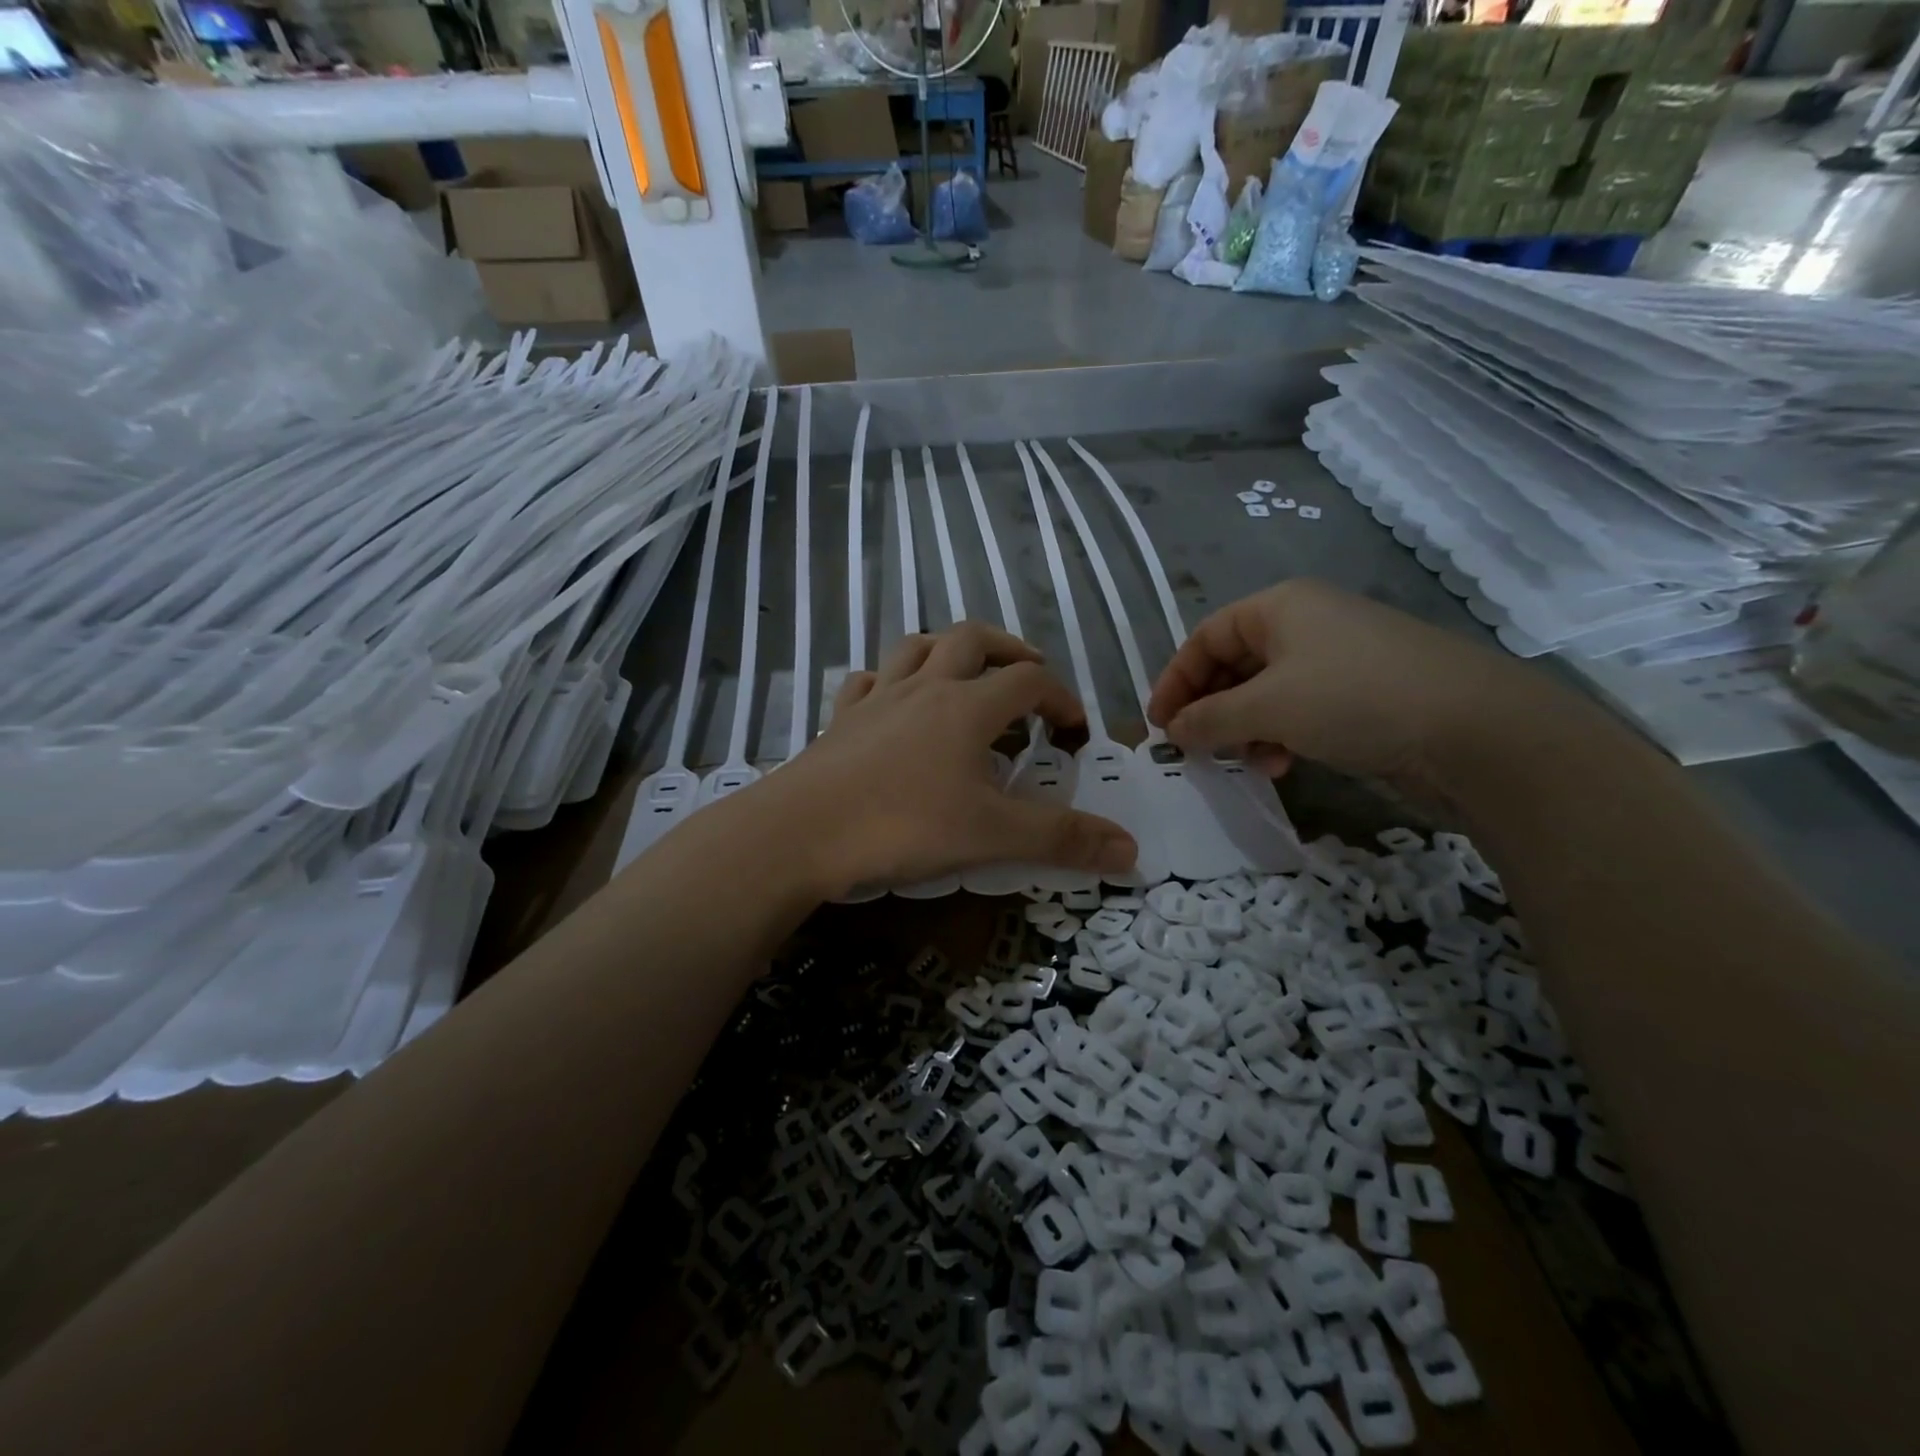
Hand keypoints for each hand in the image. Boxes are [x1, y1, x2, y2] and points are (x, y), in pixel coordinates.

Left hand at [757, 623, 1138, 895]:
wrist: (801, 831)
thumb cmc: (903, 825)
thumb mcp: (992, 836)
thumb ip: (1061, 839)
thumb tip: (1131, 851)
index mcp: (967, 706)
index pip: (1029, 680)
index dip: (1060, 697)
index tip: (1073, 730)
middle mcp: (924, 687)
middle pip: (973, 639)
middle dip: (1008, 649)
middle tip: (1028, 675)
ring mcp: (877, 697)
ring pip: (917, 646)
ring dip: (948, 649)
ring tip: (965, 672)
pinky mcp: (840, 718)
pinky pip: (868, 679)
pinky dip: (889, 679)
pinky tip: (893, 700)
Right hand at [1146, 579, 1566, 798]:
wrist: (1475, 731)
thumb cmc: (1353, 699)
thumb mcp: (1267, 707)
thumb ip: (1209, 718)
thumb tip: (1173, 731)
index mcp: (1280, 607)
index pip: (1206, 637)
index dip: (1175, 680)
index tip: (1159, 725)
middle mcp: (1306, 625)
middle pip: (1234, 665)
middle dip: (1209, 708)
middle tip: (1193, 748)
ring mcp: (1338, 661)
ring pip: (1266, 693)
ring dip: (1243, 729)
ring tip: (1242, 762)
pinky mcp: (1362, 696)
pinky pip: (1300, 712)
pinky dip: (1279, 737)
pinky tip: (1280, 766)